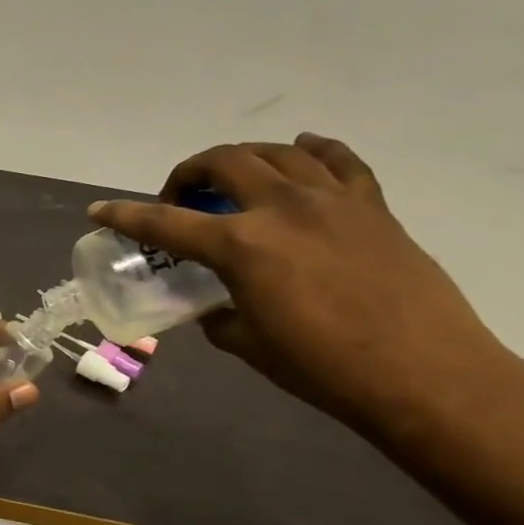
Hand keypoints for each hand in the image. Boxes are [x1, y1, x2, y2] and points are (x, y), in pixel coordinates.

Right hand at [89, 134, 505, 427]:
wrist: (423, 375)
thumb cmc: (323, 368)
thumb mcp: (248, 344)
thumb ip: (219, 314)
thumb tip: (214, 305)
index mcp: (242, 246)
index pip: (166, 222)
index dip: (126, 215)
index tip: (100, 210)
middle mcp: (282, 207)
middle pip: (223, 161)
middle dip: (189, 172)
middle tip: (181, 199)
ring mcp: (332, 200)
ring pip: (278, 152)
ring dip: (244, 158)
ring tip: (235, 180)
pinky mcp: (373, 206)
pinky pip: (340, 160)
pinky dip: (314, 150)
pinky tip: (302, 151)